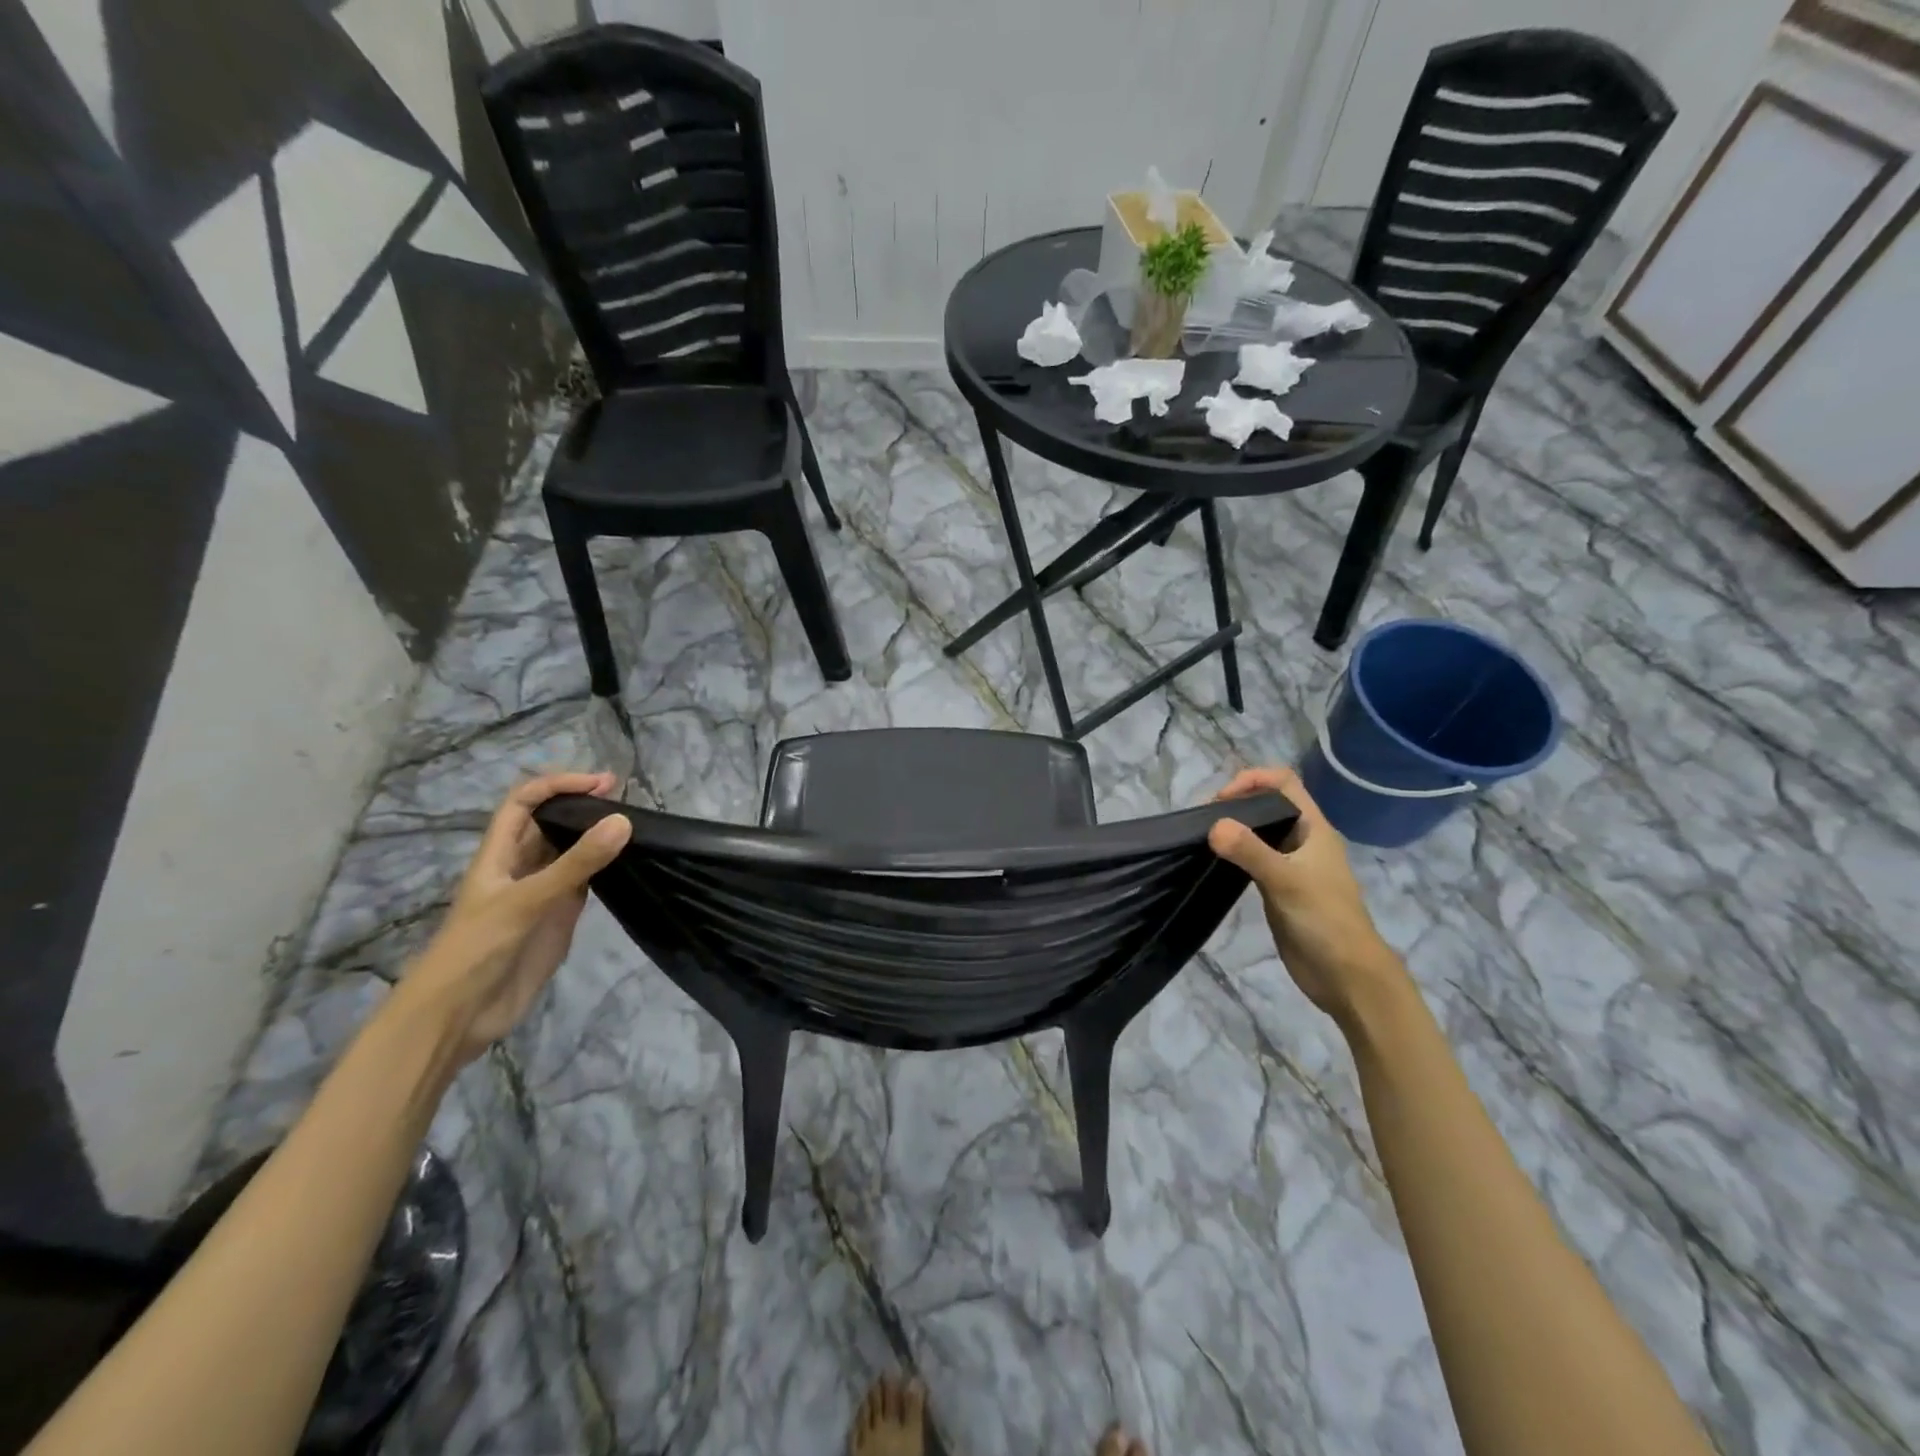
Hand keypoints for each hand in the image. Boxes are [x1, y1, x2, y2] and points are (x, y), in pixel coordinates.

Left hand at [400, 771, 632, 1064]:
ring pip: (571, 851)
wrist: (459, 1016)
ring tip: (635, 825)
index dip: (558, 785)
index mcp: (499, 854)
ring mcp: (541, 893)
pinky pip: (585, 882)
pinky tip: (629, 863)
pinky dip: (606, 868)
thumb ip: (577, 863)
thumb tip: (623, 820)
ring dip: (596, 836)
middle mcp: (521, 867)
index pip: (525, 801)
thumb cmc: (478, 949)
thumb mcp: (527, 901)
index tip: (601, 784)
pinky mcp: (558, 917)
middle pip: (550, 822)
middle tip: (628, 800)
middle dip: (582, 805)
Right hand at [1208, 766, 1404, 1025]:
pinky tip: (1216, 862)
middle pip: (1268, 804)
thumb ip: (1250, 851)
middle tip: (1205, 820)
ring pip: (1259, 832)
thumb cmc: (1324, 920)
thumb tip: (1213, 824)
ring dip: (1234, 829)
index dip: (1253, 779)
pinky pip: (1253, 859)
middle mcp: (1303, 840)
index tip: (1221, 799)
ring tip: (1204, 837)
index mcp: (1314, 828)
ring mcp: (1291, 865)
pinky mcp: (1279, 888)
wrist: (1346, 975)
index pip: (1284, 782)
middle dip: (1237, 803)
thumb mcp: (1286, 881)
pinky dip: (1234, 853)